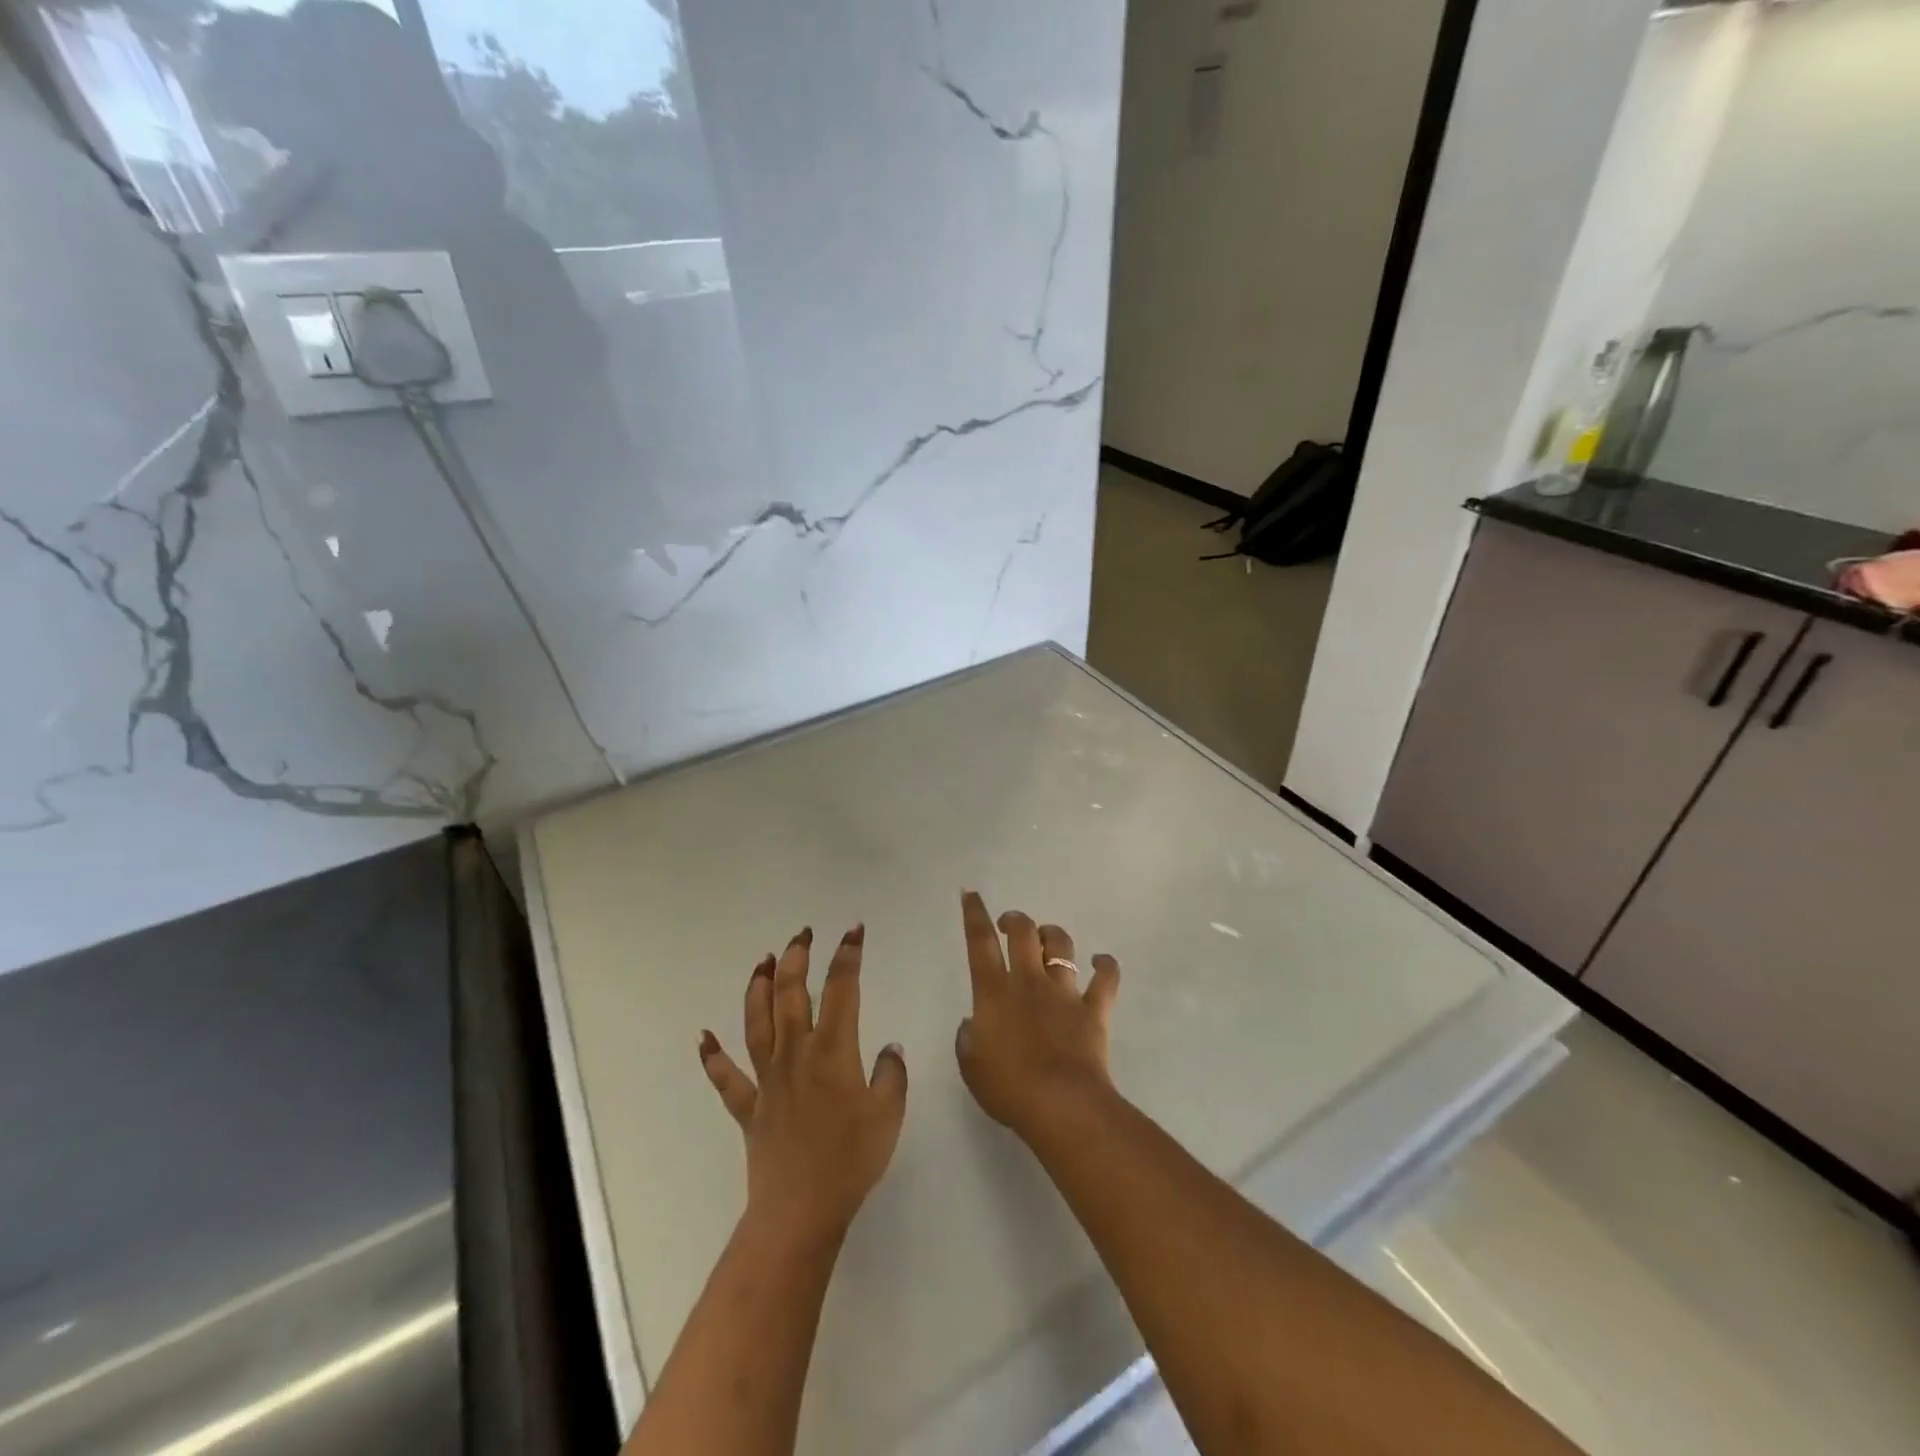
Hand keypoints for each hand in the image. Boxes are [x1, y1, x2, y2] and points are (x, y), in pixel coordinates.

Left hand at [699, 924, 908, 1246]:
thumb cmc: (851, 1160)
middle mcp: (796, 1053)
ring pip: (757, 1022)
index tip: (853, 932)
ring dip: (758, 987)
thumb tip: (889, 1048)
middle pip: (791, 993)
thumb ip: (891, 1074)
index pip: (841, 989)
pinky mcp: (749, 1107)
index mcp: (833, 1050)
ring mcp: (768, 1078)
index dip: (847, 956)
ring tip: (763, 961)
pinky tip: (703, 1038)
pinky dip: (712, 1057)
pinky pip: (726, 1078)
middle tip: (803, 933)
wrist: (800, 1211)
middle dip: (797, 957)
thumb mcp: (888, 1114)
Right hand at [955, 891, 1120, 1143]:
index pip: (980, 942)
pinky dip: (1105, 967)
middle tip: (1010, 924)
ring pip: (1061, 946)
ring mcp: (1063, 992)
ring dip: (1053, 935)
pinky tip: (1101, 962)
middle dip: (1015, 920)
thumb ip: (968, 1038)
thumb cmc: (1008, 1087)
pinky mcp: (1093, 1009)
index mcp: (993, 992)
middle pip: (1023, 933)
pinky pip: (1105, 979)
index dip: (974, 914)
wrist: (1060, 1103)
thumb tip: (973, 1023)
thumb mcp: (971, 1065)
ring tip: (1048, 938)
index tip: (971, 893)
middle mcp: (1028, 981)